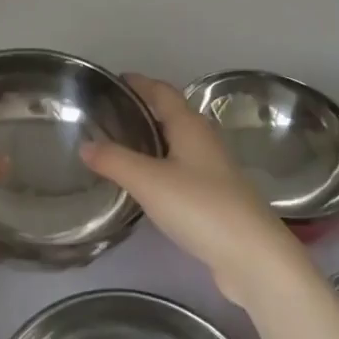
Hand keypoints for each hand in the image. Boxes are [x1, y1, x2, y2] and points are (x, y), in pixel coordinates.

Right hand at [81, 74, 299, 307]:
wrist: (254, 257)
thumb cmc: (200, 207)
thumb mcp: (148, 181)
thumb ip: (114, 160)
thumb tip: (84, 144)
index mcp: (190, 126)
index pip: (162, 91)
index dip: (139, 83)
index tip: (114, 81)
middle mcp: (204, 141)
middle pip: (171, 115)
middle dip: (143, 110)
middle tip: (109, 115)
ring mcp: (214, 171)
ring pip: (177, 144)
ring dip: (152, 140)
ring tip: (119, 147)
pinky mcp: (216, 198)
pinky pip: (181, 170)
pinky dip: (160, 167)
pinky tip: (145, 184)